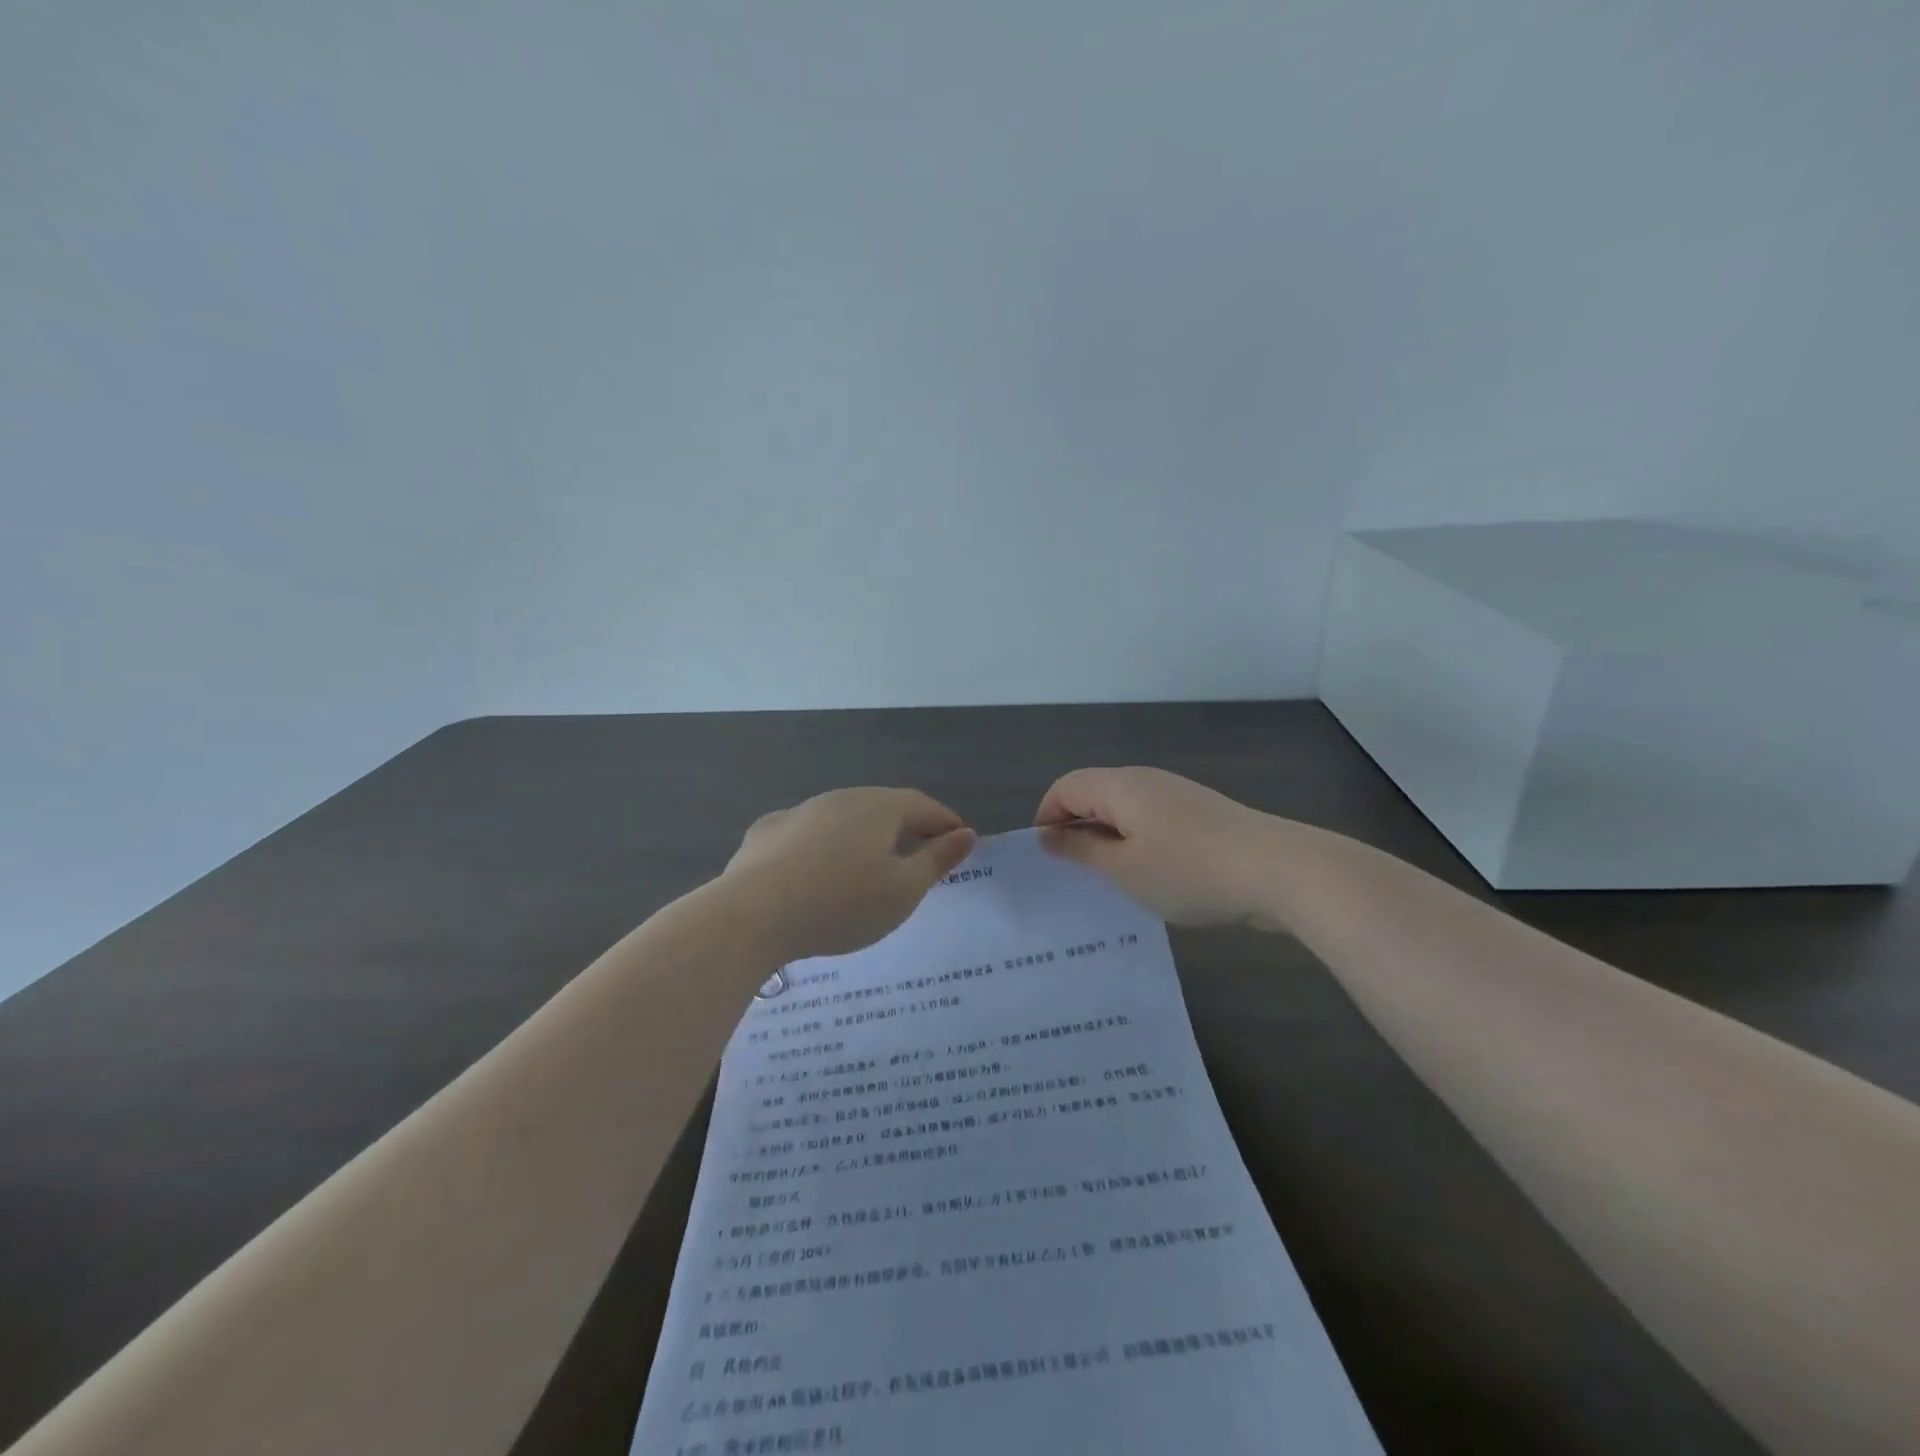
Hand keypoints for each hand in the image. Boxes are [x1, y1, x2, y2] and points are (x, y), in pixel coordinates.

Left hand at [722, 788, 977, 960]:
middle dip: (906, 826)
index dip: (945, 823)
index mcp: (880, 808)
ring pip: (843, 817)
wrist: (752, 915)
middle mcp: (841, 798)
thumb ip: (937, 860)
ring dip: (863, 834)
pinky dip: (823, 844)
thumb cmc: (842, 905)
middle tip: (919, 854)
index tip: (959, 842)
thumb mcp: (903, 891)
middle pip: (884, 807)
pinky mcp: (766, 832)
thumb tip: (965, 833)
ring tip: (869, 864)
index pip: (924, 806)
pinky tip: (816, 868)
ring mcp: (800, 811)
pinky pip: (807, 833)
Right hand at [1033, 766, 1281, 927]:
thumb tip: (1048, 835)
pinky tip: (1151, 878)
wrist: (1280, 870)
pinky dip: (1138, 843)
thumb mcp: (1123, 868)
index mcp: (1120, 785)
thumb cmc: (1189, 870)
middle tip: (1074, 875)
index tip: (1047, 859)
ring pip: (1124, 809)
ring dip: (1108, 839)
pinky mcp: (1200, 814)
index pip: (1064, 787)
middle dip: (1076, 829)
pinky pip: (1152, 821)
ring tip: (1110, 881)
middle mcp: (1145, 780)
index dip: (1046, 818)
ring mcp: (1176, 795)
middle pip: (1094, 793)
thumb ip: (1081, 849)